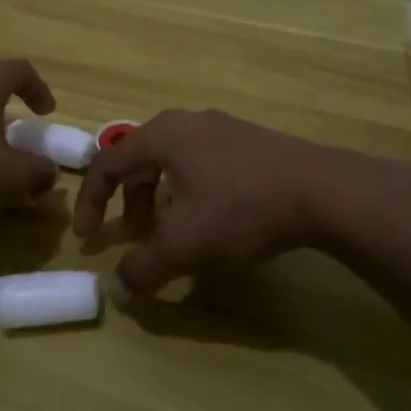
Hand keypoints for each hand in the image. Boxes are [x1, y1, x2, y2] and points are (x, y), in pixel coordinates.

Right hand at [73, 109, 351, 292]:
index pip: (107, 164)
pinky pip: (201, 164)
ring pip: (172, 163)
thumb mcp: (185, 244)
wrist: (324, 191)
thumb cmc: (242, 209)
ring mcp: (223, 128)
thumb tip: (118, 287)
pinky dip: (188, 192)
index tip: (87, 238)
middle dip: (128, 202)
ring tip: (173, 232)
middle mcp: (188, 122)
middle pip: (138, 160)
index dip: (90, 202)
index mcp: (162, 135)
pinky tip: (212, 220)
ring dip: (159, 199)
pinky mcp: (250, 142)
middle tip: (134, 236)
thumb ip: (143, 267)